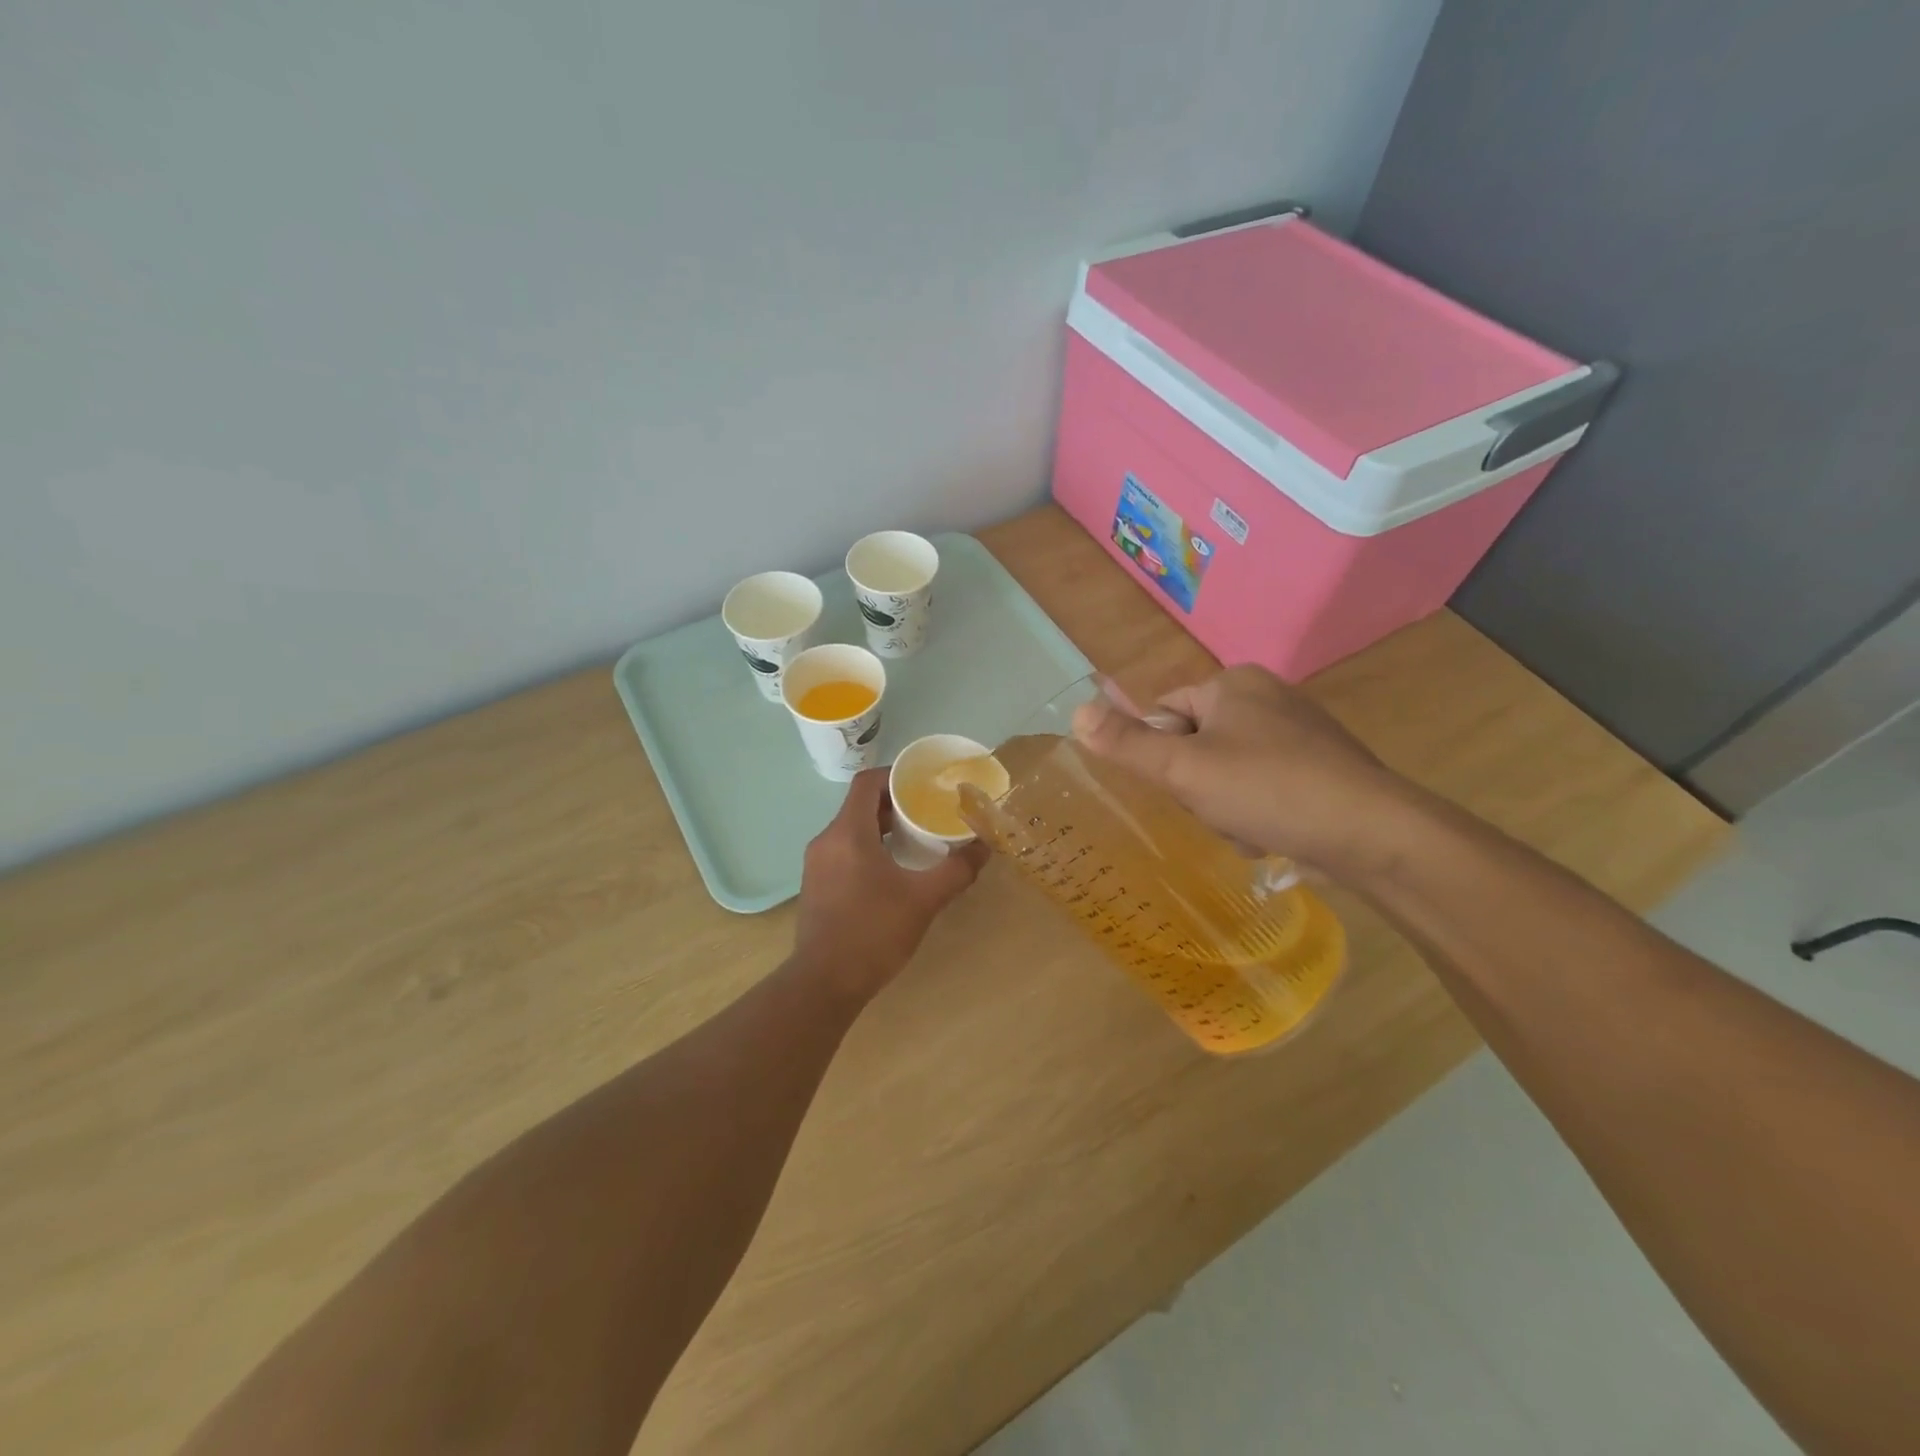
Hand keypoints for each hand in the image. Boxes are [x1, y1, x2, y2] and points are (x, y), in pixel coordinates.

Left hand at [794, 768, 990, 1000]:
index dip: (895, 775)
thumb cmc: (873, 932)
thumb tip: (985, 845)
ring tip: (916, 841)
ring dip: (881, 828)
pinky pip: (843, 852)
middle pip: (859, 805)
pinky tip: (892, 872)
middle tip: (927, 812)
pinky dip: (868, 849)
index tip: (923, 784)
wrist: (824, 983)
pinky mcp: (815, 886)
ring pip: (851, 830)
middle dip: (894, 804)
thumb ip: (957, 869)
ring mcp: (816, 865)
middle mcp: (826, 841)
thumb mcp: (924, 899)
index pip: (867, 783)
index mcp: (848, 833)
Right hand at [1071, 665, 1414, 876]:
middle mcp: (1267, 697)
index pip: (1165, 711)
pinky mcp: (1322, 767)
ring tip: (1247, 827)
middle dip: (1197, 786)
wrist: (1371, 832)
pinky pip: (1264, 785)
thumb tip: (1075, 713)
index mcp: (1233, 684)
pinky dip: (1258, 812)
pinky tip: (1271, 834)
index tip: (1179, 786)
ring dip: (1225, 806)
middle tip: (1215, 809)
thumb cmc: (1267, 788)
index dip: (1161, 754)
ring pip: (1228, 771)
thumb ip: (1127, 743)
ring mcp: (1300, 732)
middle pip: (1196, 744)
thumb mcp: (1183, 768)